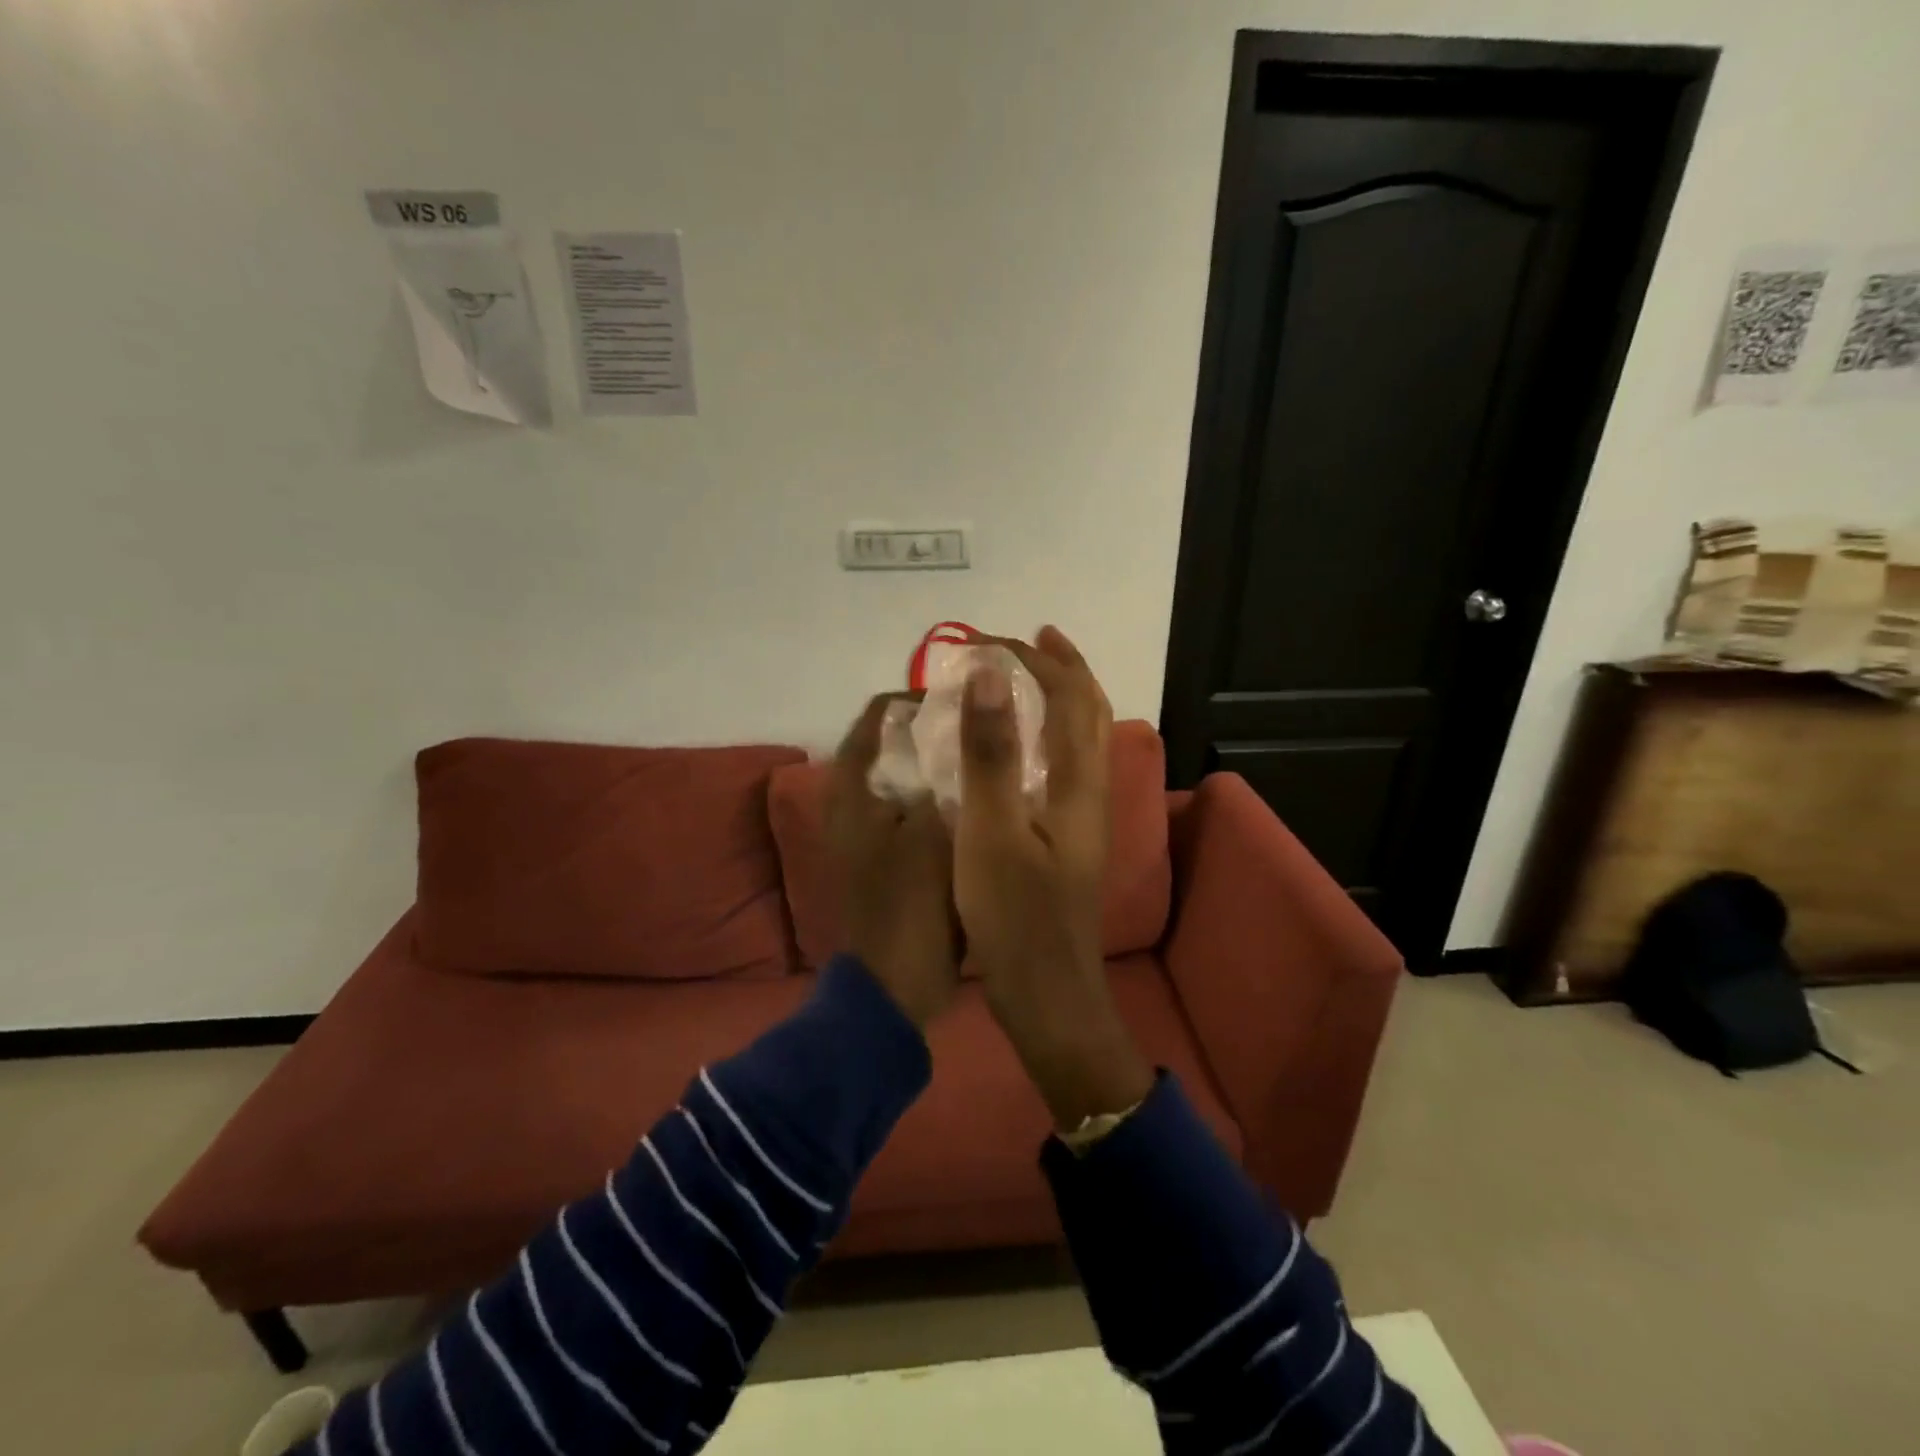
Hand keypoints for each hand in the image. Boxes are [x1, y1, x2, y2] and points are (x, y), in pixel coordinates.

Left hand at [826, 693, 961, 1029]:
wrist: (896, 983)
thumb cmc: (910, 905)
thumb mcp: (934, 833)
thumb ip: (948, 777)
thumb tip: (966, 731)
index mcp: (853, 788)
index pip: (878, 715)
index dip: (920, 698)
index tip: (965, 700)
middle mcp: (853, 799)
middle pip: (893, 742)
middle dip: (936, 729)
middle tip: (983, 724)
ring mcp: (870, 828)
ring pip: (908, 774)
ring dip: (941, 762)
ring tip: (987, 752)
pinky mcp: (888, 852)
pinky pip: (916, 805)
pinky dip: (942, 794)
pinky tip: (981, 794)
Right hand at [953, 628, 1152, 1127]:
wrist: (1048, 996)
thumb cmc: (1015, 916)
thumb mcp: (991, 830)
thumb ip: (991, 752)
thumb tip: (989, 672)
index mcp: (1078, 782)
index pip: (1070, 696)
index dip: (1037, 659)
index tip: (990, 639)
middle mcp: (1091, 792)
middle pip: (1090, 712)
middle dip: (1062, 668)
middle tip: (1029, 640)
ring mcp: (1083, 818)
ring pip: (1082, 739)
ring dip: (1059, 698)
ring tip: (1025, 679)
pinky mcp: (1067, 840)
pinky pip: (1064, 765)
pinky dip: (1046, 734)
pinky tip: (1018, 748)